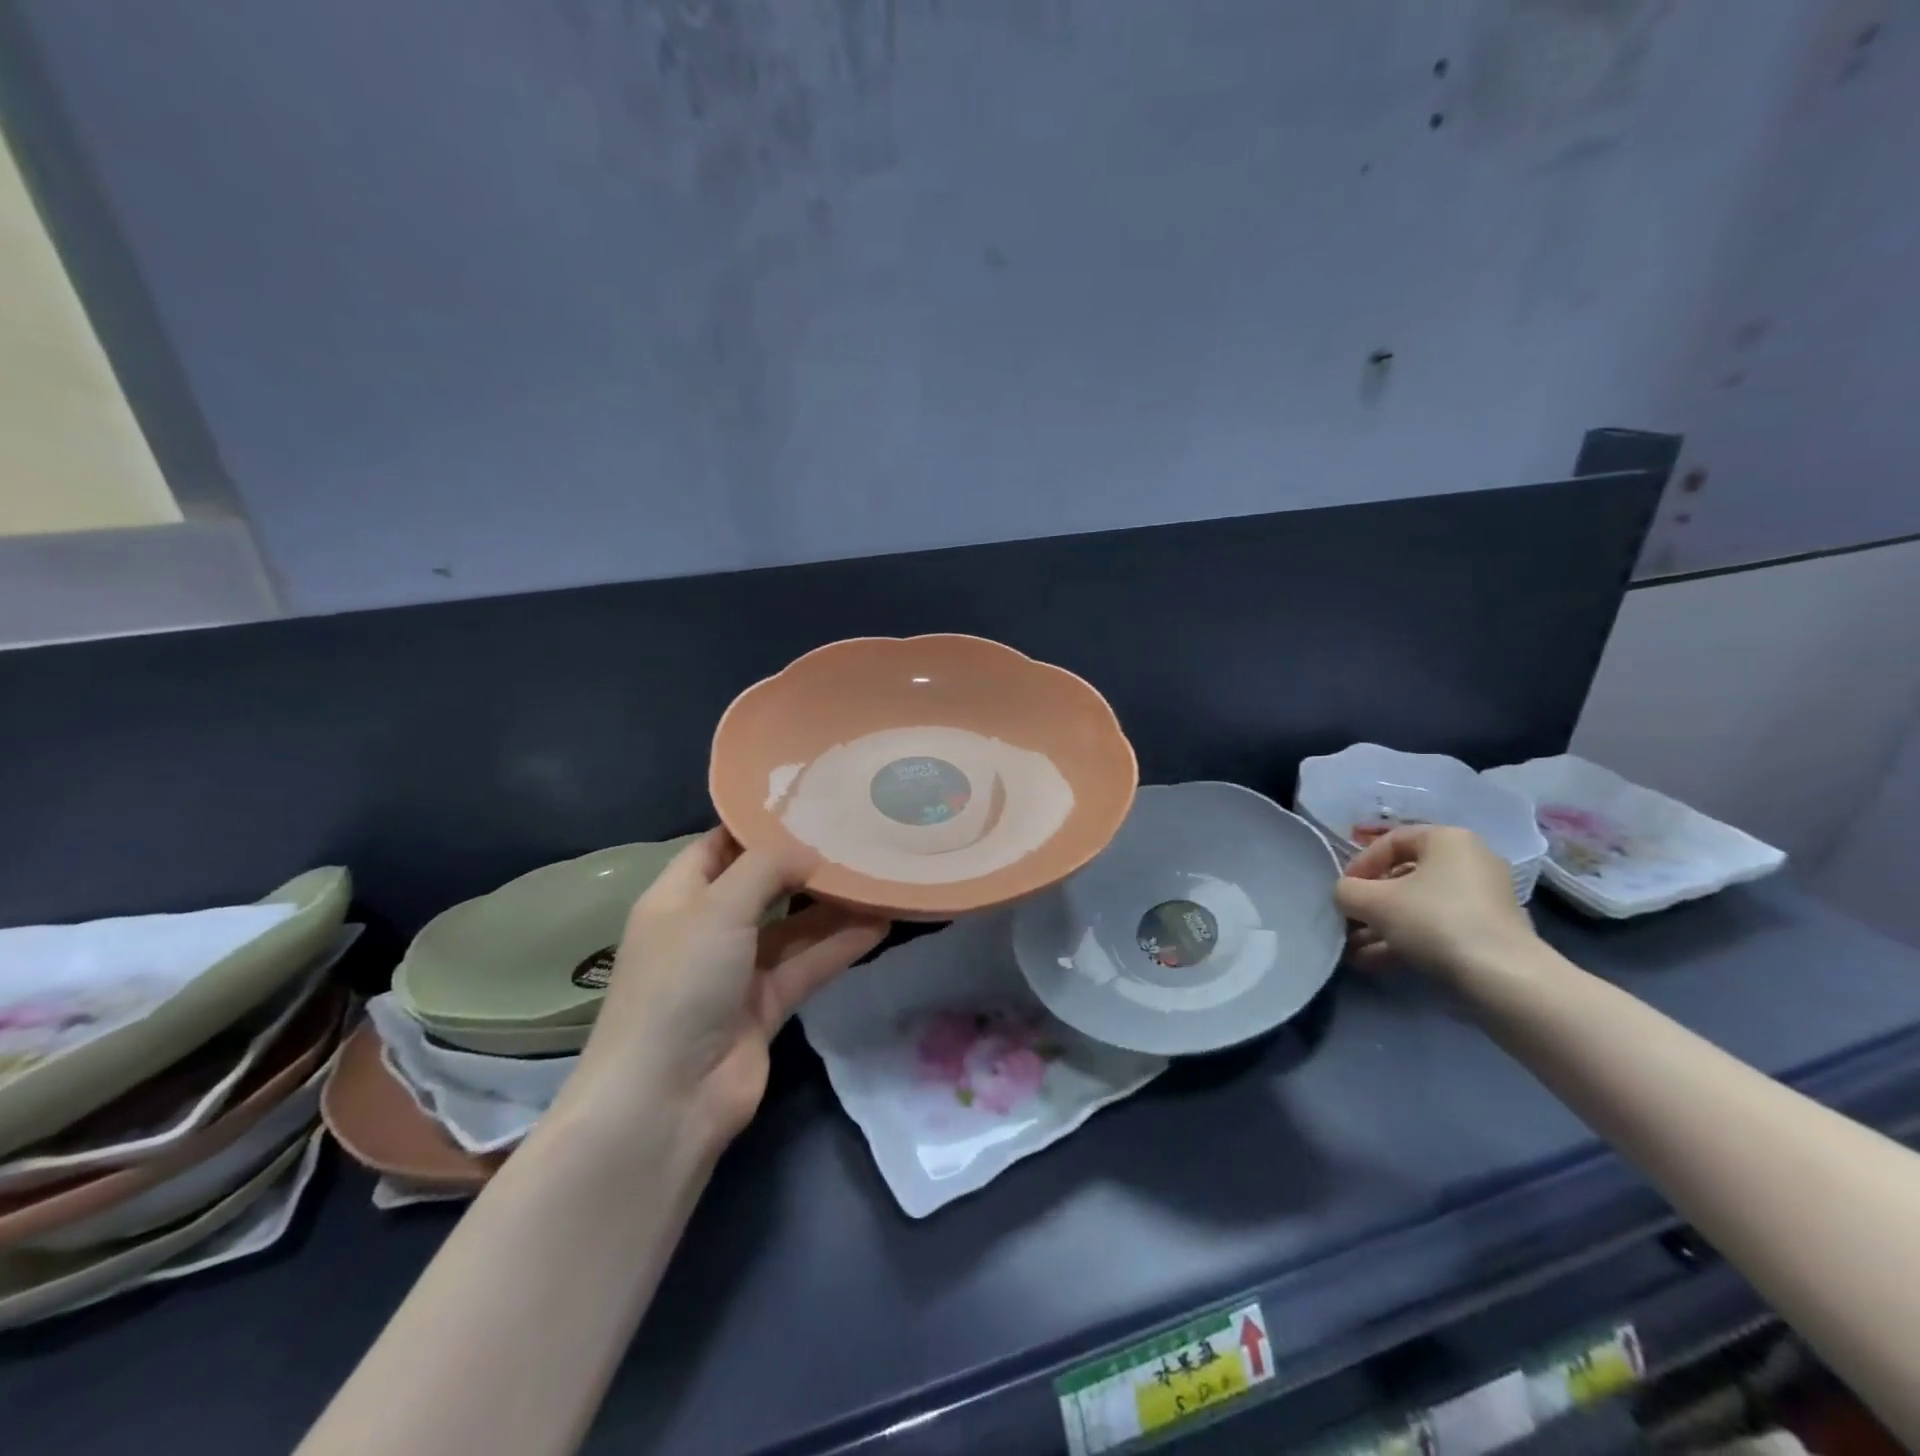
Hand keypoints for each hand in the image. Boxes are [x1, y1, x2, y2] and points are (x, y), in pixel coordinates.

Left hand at [566, 829, 888, 1152]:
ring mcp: (738, 970)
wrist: (667, 1099)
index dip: (758, 824)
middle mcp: (707, 928)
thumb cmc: (680, 984)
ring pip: (793, 926)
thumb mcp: (718, 909)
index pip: (719, 845)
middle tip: (856, 833)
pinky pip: (809, 964)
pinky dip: (840, 945)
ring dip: (832, 905)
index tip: (809, 801)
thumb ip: (766, 869)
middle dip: (804, 862)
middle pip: (762, 884)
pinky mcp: (767, 1005)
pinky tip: (882, 922)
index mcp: (678, 897)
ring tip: (879, 873)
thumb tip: (809, 849)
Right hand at [1334, 825, 1537, 981]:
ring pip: (1418, 907)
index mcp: (1448, 839)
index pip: (1390, 841)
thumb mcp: (1372, 901)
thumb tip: (1346, 895)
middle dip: (1370, 903)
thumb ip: (1347, 891)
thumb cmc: (1433, 920)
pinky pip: (1437, 928)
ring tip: (1353, 950)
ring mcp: (1483, 900)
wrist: (1503, 978)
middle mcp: (1470, 862)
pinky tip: (1374, 962)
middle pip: (1404, 876)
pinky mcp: (1488, 933)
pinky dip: (1406, 941)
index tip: (1344, 891)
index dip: (1359, 864)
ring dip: (1382, 927)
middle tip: (1347, 921)